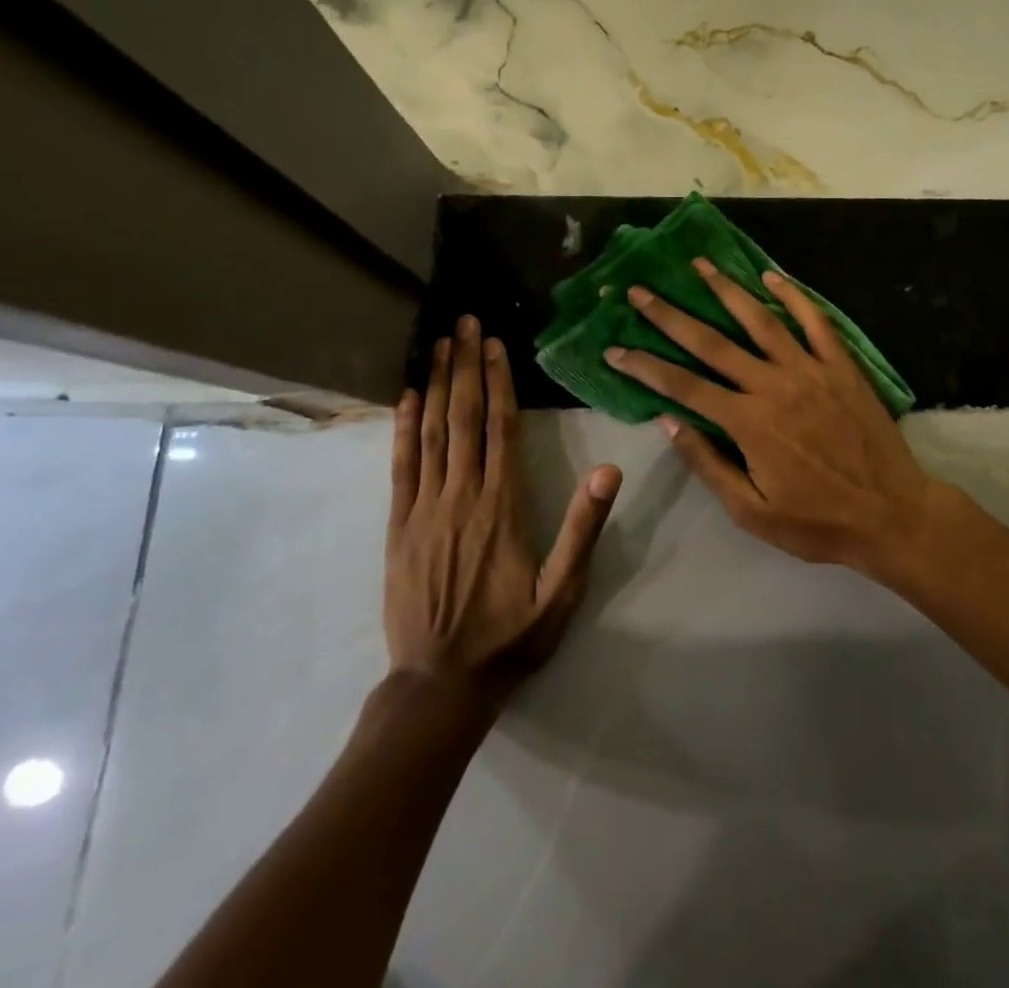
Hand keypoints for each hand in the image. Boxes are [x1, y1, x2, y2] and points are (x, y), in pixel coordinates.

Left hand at [386, 316, 621, 695]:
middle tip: (464, 323)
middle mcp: (462, 496)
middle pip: (464, 418)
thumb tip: (608, 469)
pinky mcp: (399, 526)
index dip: (498, 382)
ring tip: (438, 344)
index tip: (495, 344)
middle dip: (465, 366)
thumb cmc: (509, 637)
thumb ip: (583, 529)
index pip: (502, 429)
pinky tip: (407, 398)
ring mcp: (424, 509)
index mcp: (503, 506)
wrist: (439, 685)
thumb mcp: (561, 592)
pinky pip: (401, 467)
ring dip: (436, 384)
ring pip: (432, 433)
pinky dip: (404, 428)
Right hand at [605, 261, 943, 576]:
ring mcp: (810, 369)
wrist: (891, 514)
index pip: (682, 385)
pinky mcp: (841, 365)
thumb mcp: (752, 511)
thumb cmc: (817, 521)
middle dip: (671, 315)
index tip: (614, 348)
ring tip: (699, 265)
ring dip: (726, 290)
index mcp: (748, 422)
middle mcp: (773, 385)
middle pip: (712, 343)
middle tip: (640, 291)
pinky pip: (815, 321)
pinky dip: (793, 296)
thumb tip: (668, 420)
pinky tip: (772, 276)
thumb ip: (708, 463)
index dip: (644, 365)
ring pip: (760, 320)